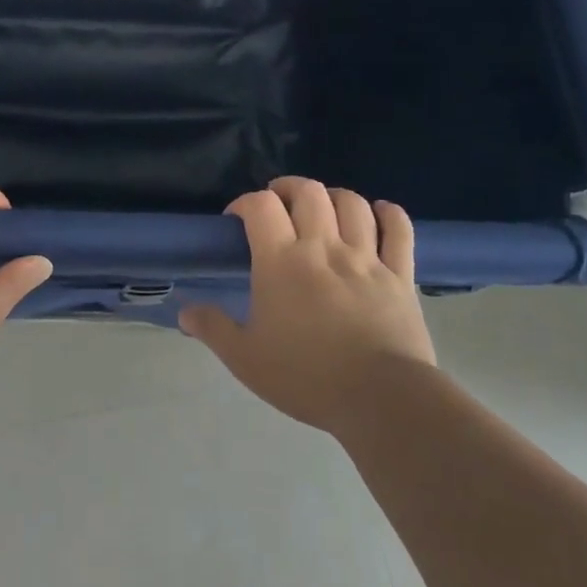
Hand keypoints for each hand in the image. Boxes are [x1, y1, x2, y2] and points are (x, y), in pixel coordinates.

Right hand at [179, 177, 434, 432]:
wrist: (381, 398)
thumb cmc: (307, 377)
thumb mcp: (246, 359)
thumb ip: (214, 329)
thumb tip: (185, 312)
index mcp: (282, 261)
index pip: (261, 206)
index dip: (246, 202)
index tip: (237, 219)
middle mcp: (323, 247)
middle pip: (308, 192)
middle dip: (288, 188)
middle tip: (279, 204)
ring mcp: (366, 257)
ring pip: (352, 203)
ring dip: (333, 196)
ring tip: (323, 207)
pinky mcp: (400, 274)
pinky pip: (398, 228)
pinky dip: (388, 213)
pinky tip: (379, 212)